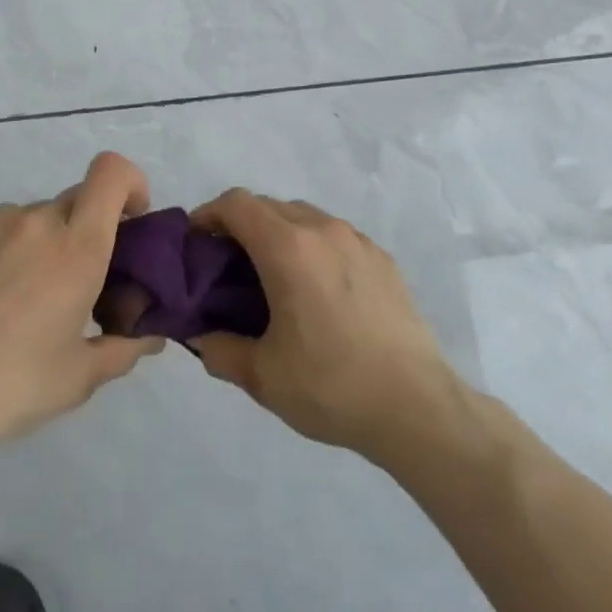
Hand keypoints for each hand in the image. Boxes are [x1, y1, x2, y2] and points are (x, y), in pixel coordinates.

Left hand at [0, 152, 165, 457]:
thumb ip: (123, 349)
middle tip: (87, 279)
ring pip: (40, 215)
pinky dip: (16, 249)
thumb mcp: (80, 376)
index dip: (131, 185)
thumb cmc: (13, 384)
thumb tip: (149, 338)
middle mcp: (37, 222)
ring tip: (35, 296)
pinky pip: (5, 229)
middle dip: (94, 227)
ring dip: (52, 240)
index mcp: (77, 247)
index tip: (131, 224)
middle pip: (81, 198)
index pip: (112, 173)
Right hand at [189, 190, 454, 454]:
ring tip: (270, 277)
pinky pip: (334, 236)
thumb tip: (200, 336)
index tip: (195, 245)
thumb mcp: (261, 376)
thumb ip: (218, 349)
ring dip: (277, 234)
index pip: (236, 204)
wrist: (416, 407)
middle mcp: (323, 230)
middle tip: (225, 267)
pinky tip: (315, 290)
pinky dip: (311, 247)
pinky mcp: (382, 259)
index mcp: (288, 248)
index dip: (208, 216)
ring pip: (303, 217)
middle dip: (239, 226)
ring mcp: (358, 241)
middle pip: (268, 206)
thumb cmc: (331, 386)